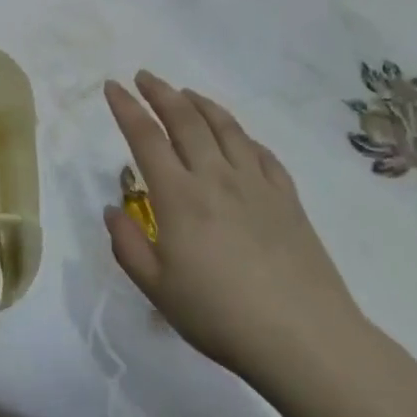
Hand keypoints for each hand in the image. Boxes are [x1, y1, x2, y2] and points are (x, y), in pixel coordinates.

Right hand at [103, 72, 364, 395]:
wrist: (305, 339)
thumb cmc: (220, 316)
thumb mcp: (157, 289)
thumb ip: (127, 244)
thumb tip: (112, 208)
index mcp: (178, 196)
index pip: (145, 137)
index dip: (126, 107)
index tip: (112, 86)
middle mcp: (215, 177)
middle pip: (185, 119)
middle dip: (160, 92)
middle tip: (145, 77)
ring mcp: (256, 184)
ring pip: (225, 127)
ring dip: (200, 103)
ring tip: (185, 93)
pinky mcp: (287, 198)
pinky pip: (261, 152)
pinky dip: (242, 134)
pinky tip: (236, 135)